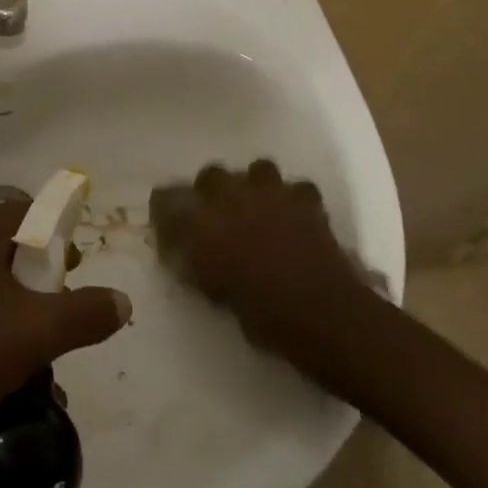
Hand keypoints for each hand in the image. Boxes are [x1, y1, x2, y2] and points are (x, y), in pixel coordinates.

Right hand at [150, 160, 375, 366]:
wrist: (322, 313)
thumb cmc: (263, 316)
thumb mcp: (216, 295)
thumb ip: (197, 266)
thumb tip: (182, 254)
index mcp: (201, 222)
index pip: (167, 199)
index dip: (165, 209)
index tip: (167, 222)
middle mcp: (230, 196)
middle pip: (209, 175)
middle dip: (211, 192)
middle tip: (218, 218)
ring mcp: (270, 191)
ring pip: (255, 170)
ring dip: (254, 187)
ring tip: (260, 210)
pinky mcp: (305, 198)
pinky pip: (296, 189)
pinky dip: (294, 201)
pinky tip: (296, 219)